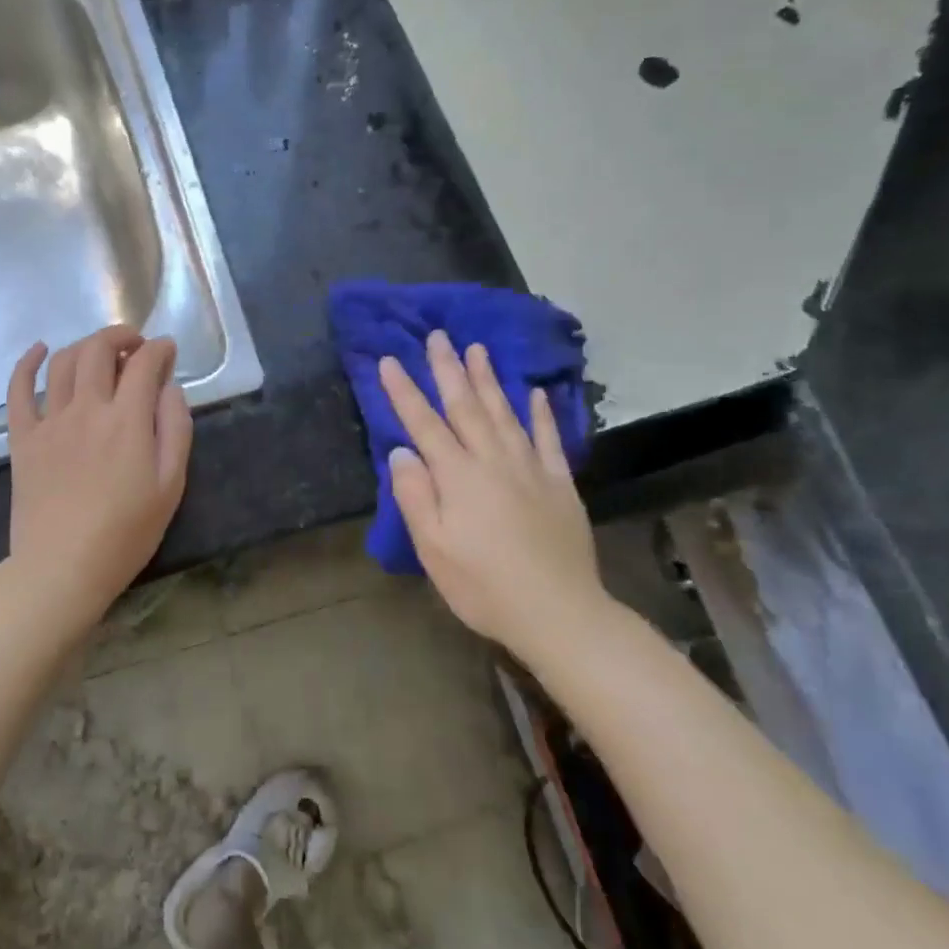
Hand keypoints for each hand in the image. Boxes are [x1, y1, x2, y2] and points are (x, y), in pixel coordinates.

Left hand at [5, 324, 192, 617]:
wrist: (62, 568)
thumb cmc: (125, 533)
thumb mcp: (170, 485)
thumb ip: (175, 428)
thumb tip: (170, 387)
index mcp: (127, 420)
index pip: (144, 363)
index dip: (160, 349)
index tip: (168, 350)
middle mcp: (87, 408)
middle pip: (99, 349)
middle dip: (121, 336)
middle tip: (136, 345)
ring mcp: (49, 421)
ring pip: (64, 362)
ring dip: (86, 345)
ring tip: (102, 352)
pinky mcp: (23, 438)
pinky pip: (19, 390)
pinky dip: (28, 363)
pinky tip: (40, 350)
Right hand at [378, 330, 609, 652]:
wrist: (558, 612)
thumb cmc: (483, 585)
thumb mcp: (433, 549)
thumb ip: (415, 496)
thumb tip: (402, 451)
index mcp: (458, 476)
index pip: (424, 424)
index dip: (404, 392)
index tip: (389, 360)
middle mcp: (493, 461)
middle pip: (466, 407)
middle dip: (448, 369)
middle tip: (439, 336)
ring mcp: (530, 469)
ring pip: (504, 413)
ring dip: (488, 379)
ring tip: (478, 349)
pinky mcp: (559, 483)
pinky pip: (547, 439)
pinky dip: (540, 413)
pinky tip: (534, 393)